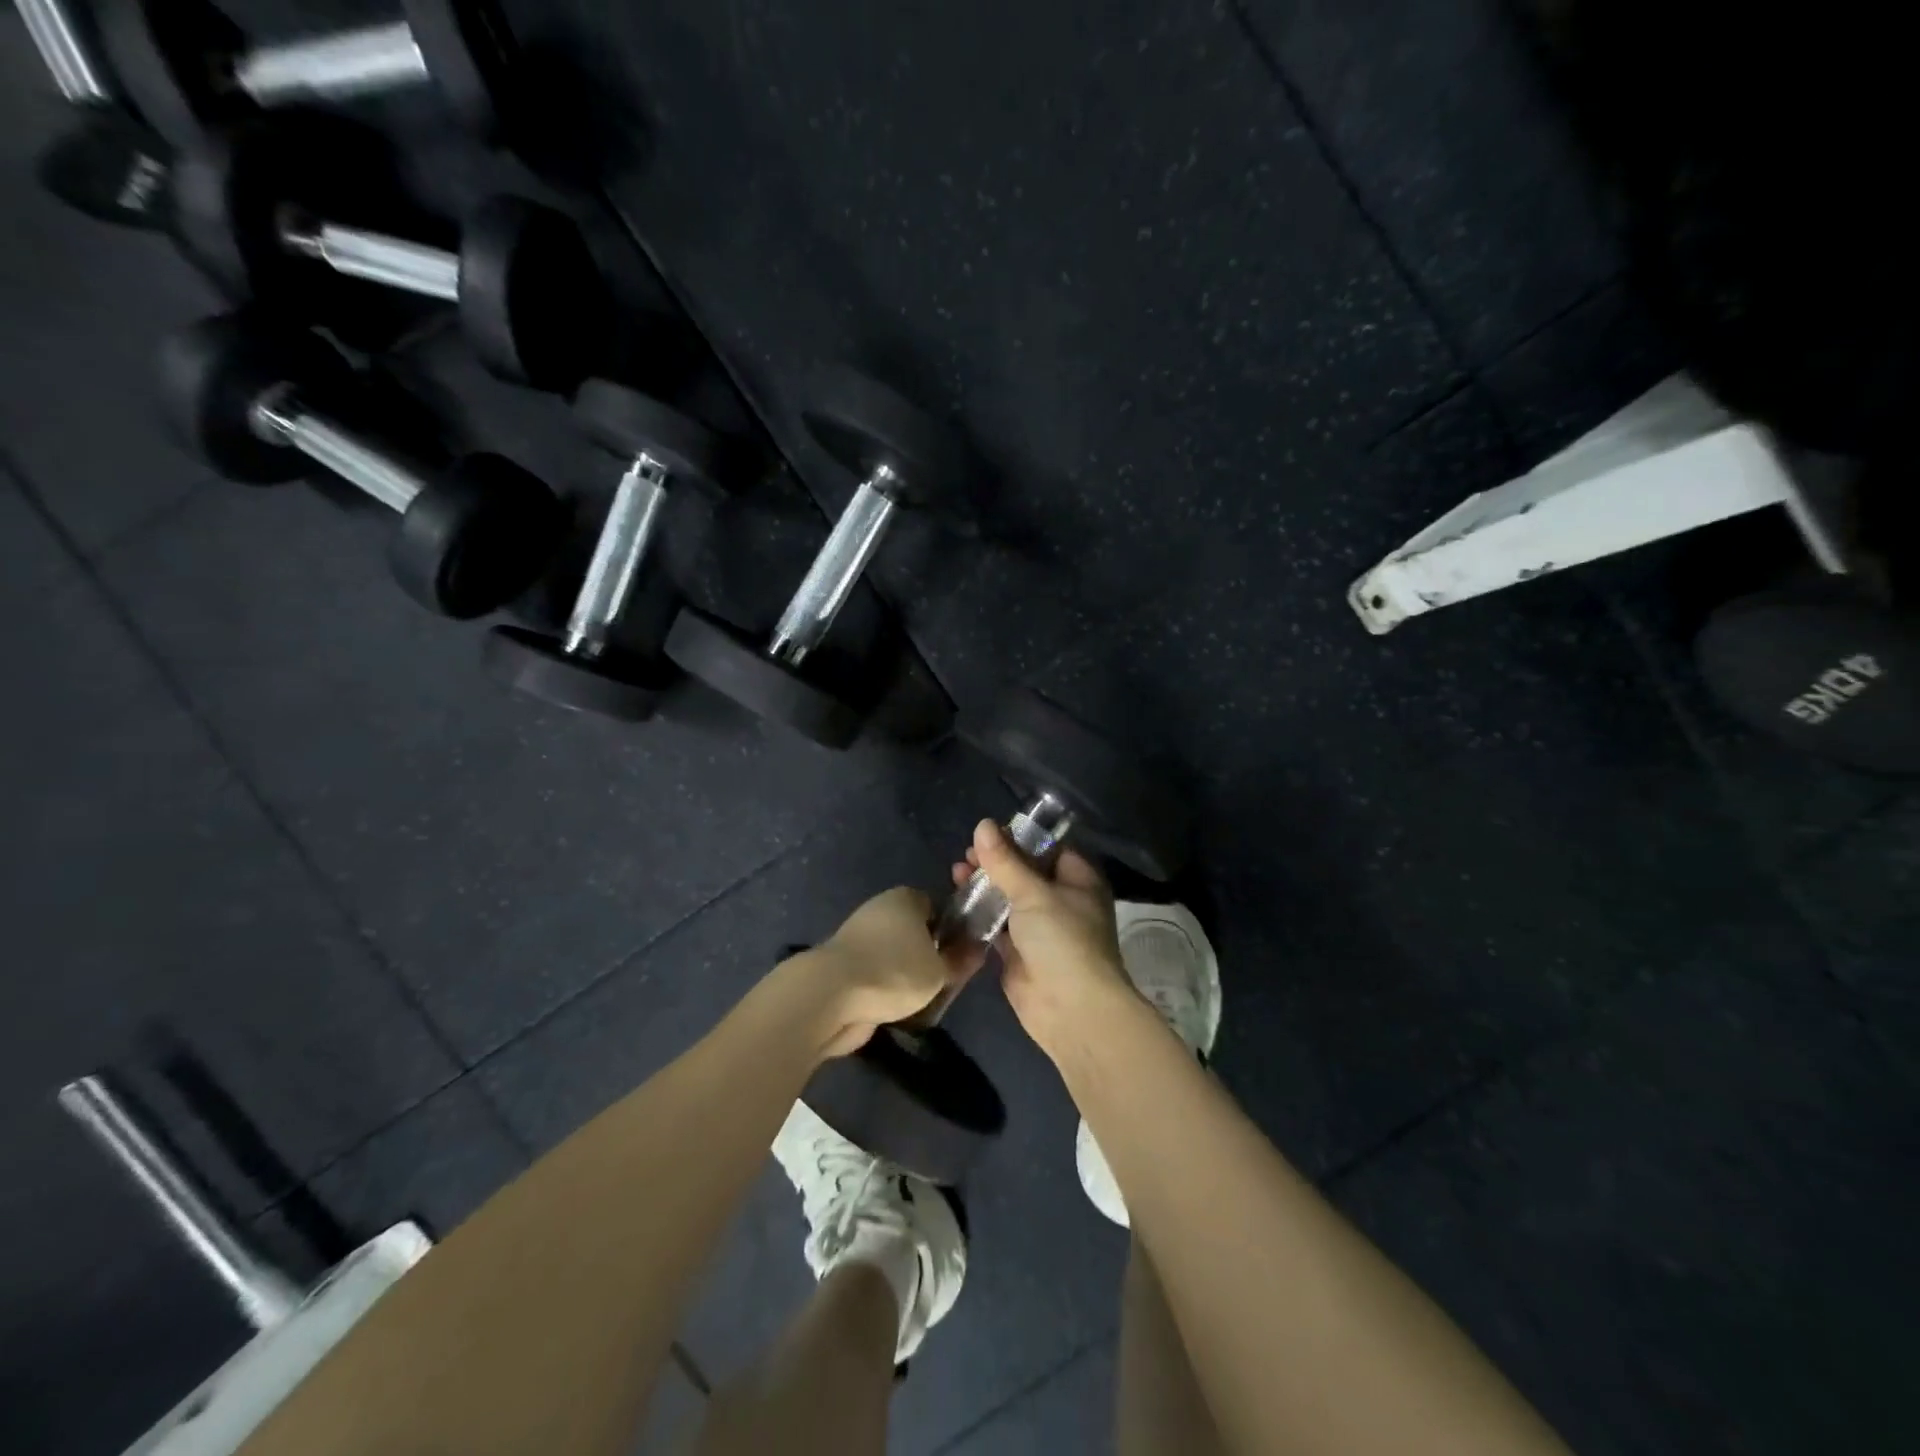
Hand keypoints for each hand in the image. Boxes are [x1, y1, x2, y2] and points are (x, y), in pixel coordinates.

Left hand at [800, 887, 986, 1058]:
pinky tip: (897, 1008)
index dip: (953, 930)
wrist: (830, 995)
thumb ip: (959, 960)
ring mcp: (859, 937)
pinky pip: (877, 974)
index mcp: (905, 898)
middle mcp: (881, 910)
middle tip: (945, 980)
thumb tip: (976, 950)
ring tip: (923, 1000)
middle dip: (929, 954)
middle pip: (915, 931)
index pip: (938, 907)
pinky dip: (886, 988)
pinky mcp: (844, 965)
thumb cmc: (894, 970)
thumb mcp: (939, 970)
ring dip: (907, 975)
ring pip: (896, 954)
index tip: (962, 955)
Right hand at [953, 819, 1131, 1059]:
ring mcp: (1041, 929)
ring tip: (956, 872)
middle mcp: (1062, 901)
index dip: (1020, 838)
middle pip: (1025, 873)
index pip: (1049, 848)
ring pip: (1009, 898)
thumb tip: (983, 824)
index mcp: (1078, 880)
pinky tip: (956, 901)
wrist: (1071, 1009)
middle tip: (966, 854)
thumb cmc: (1062, 939)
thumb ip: (1005, 861)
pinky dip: (979, 914)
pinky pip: (997, 926)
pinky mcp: (1020, 953)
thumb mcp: (1033, 893)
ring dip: (984, 886)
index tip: (989, 831)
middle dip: (996, 862)